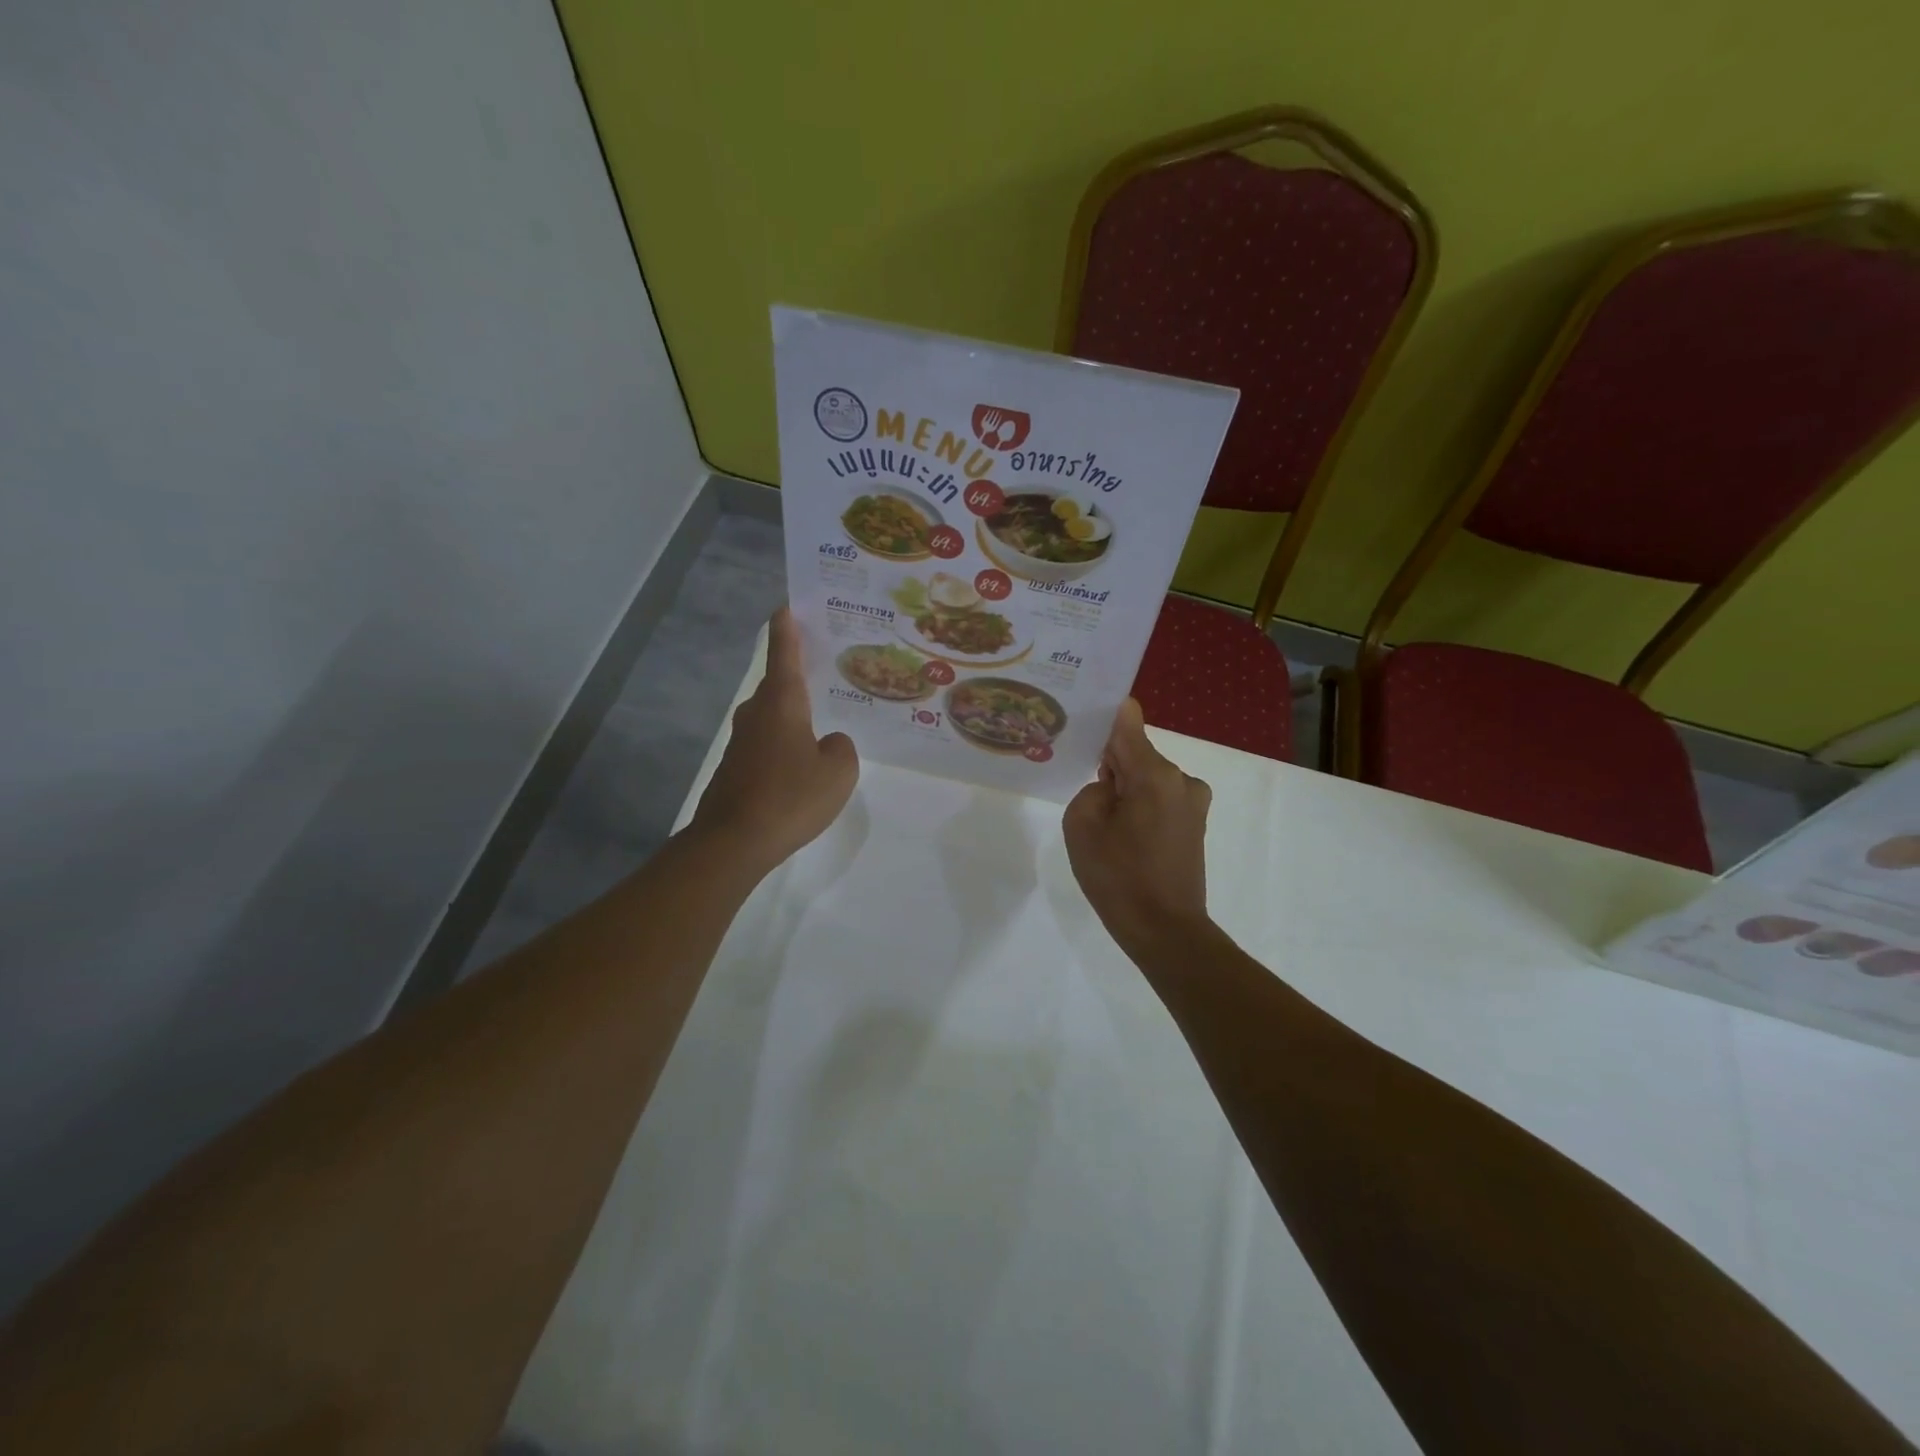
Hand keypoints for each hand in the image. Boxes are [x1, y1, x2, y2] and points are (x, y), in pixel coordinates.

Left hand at [691, 608, 857, 873]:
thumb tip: (828, 743)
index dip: (787, 628)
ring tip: (821, 721)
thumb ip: (841, 748)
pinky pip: (766, 743)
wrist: (733, 842)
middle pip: (778, 684)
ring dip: (793, 714)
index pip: (784, 653)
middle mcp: (757, 713)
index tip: (787, 605)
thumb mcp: (838, 772)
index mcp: (782, 703)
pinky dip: (784, 743)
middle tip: (826, 669)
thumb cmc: (790, 797)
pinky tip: (801, 765)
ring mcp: (741, 742)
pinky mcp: (735, 768)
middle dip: (798, 674)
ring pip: (772, 716)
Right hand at [1063, 698, 1212, 953]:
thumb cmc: (1119, 878)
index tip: (1088, 710)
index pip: (1129, 724)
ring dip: (1127, 791)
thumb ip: (1092, 789)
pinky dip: (1141, 807)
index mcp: (1155, 774)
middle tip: (1086, 792)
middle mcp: (1181, 780)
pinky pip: (1160, 799)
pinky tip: (1125, 838)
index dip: (1109, 714)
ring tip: (1105, 826)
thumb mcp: (1082, 827)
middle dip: (1112, 767)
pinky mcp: (1195, 824)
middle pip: (1137, 754)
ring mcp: (1193, 803)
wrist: (1166, 931)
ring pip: (1148, 779)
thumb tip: (1111, 785)